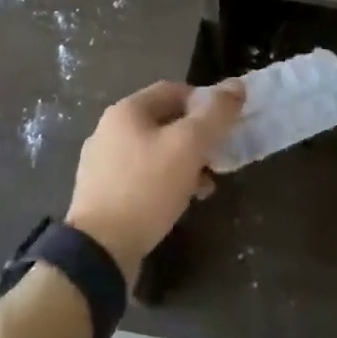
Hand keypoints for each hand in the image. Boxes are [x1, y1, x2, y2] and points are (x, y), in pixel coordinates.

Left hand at [66, 79, 245, 284]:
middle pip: (165, 121)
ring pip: (155, 151)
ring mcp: (102, 163)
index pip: (174, 90)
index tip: (225, 124)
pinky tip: (180, 202)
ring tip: (204, 186)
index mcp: (127, 110)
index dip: (204, 102)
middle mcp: (109, 130)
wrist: (99, 251)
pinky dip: (165, 182)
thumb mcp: (189, 145)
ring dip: (184, 162)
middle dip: (197, 137)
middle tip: (218, 157)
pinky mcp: (102, 193)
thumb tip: (237, 86)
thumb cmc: (147, 187)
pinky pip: (142, 176)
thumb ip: (215, 113)